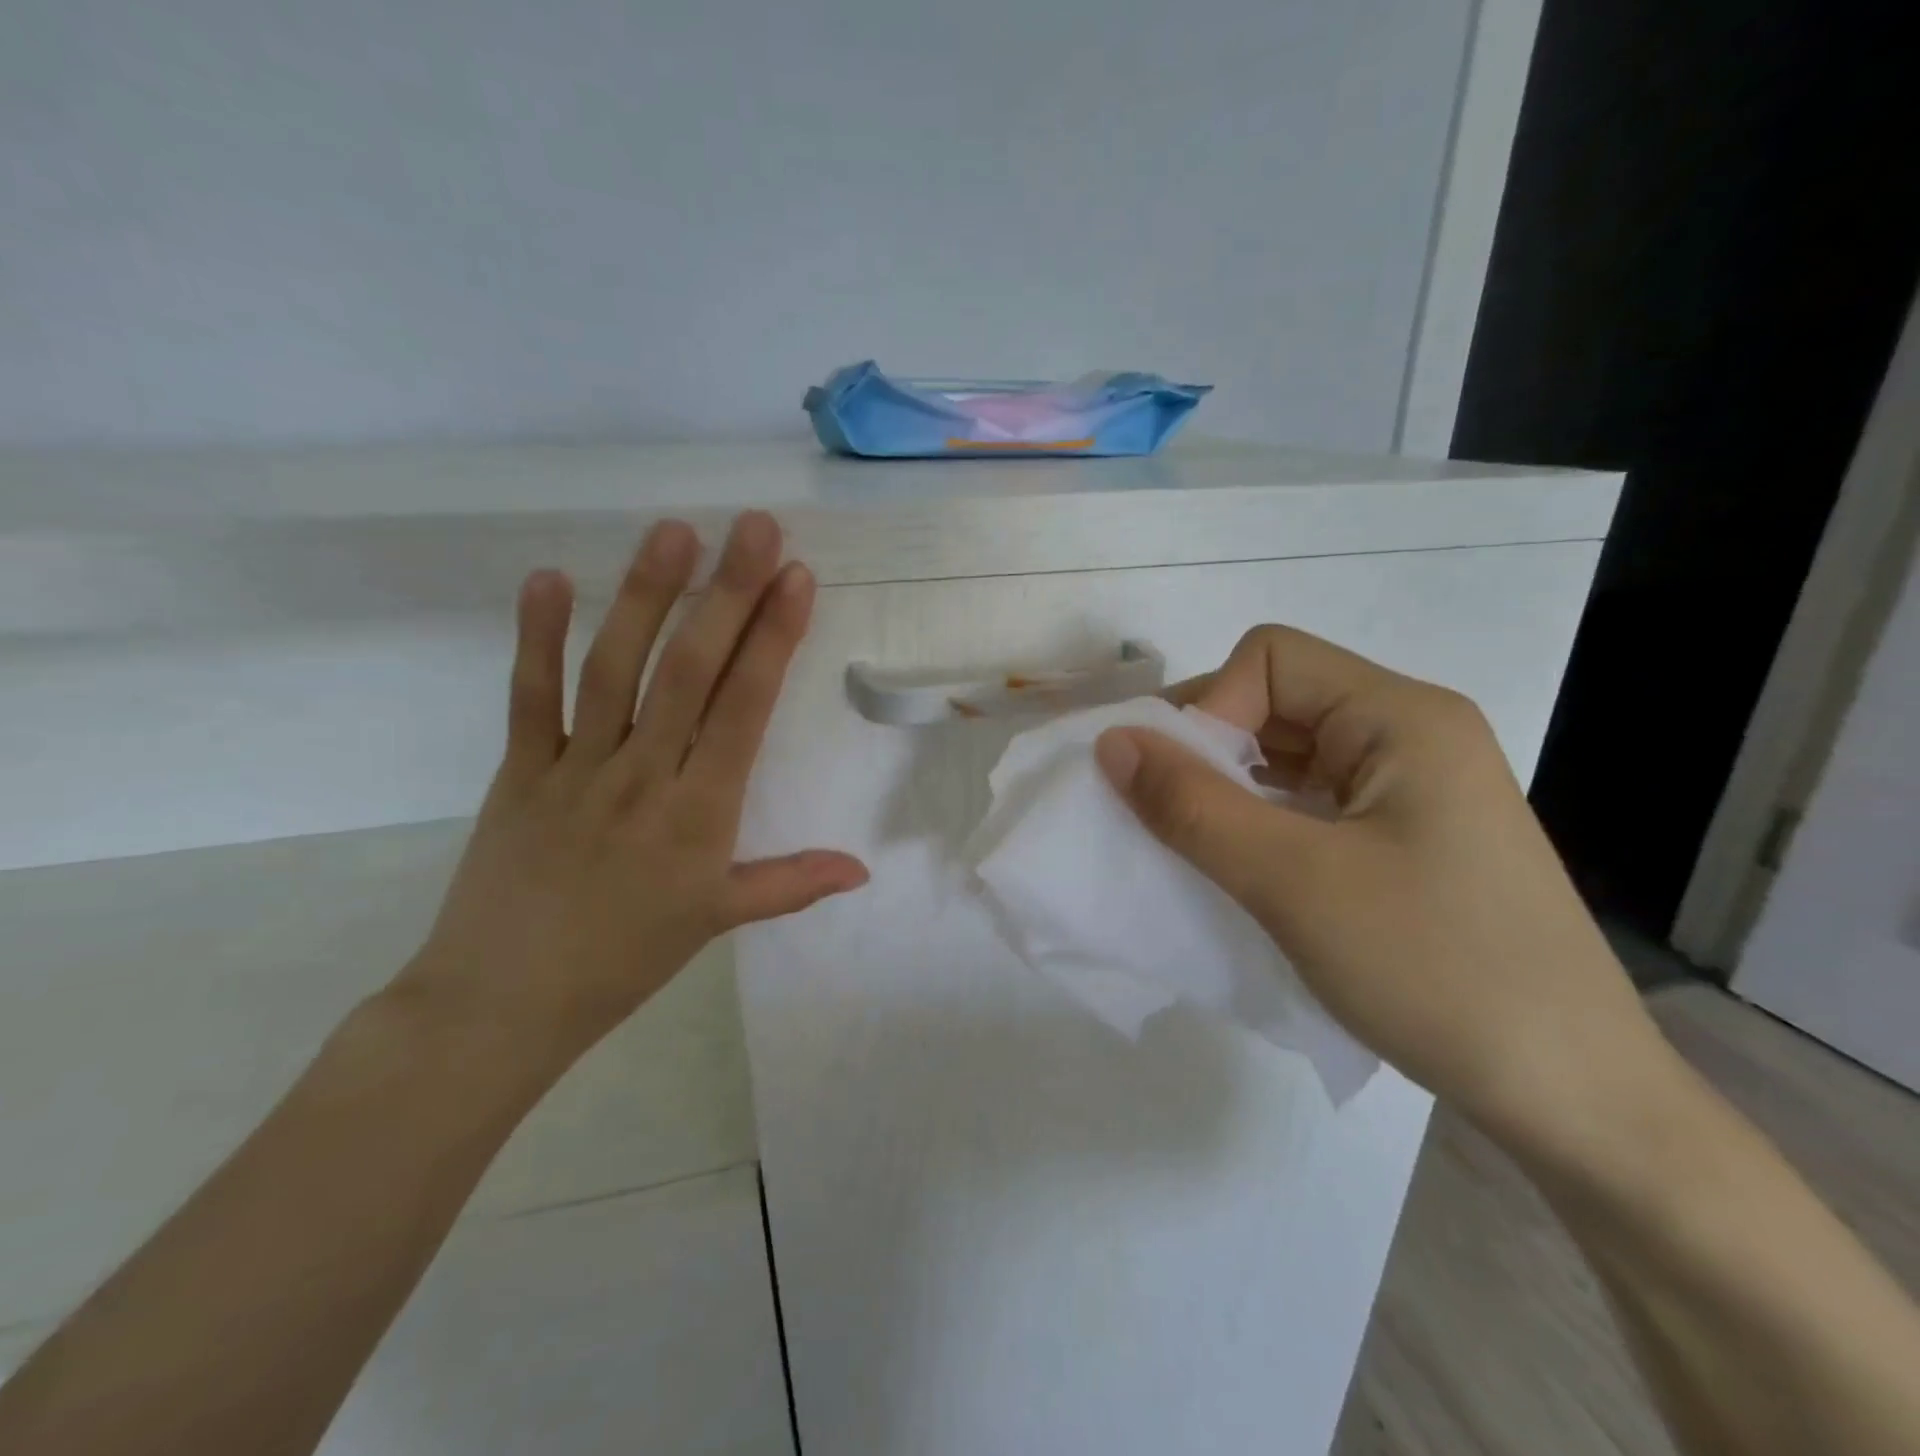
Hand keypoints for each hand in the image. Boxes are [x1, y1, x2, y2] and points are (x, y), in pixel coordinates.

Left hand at [397, 512, 868, 1064]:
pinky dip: (538, 637)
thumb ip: (792, 885)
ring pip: (615, 669)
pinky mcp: (520, 770)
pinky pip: (530, 697)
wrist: (503, 1001)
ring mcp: (577, 768)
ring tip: (673, 533)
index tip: (795, 578)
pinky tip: (551, 577)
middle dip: (726, 594)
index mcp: (699, 813)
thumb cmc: (625, 959)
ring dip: (646, 597)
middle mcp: (643, 776)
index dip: (772, 640)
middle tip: (752, 527)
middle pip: (689, 672)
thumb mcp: (718, 920)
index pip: (744, 709)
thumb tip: (862, 870)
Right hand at [1094, 625, 1663, 1148]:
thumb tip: (1110, 741)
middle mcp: (1410, 735)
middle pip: (1277, 702)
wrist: (1574, 1098)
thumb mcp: (1292, 882)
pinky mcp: (1406, 839)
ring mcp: (1412, 790)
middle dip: (1209, 751)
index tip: (1182, 786)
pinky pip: (1310, 805)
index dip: (1210, 708)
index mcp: (1401, 717)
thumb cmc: (1436, 970)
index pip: (1270, 659)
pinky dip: (1261, 825)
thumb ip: (1191, 804)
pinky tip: (1244, 874)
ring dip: (1230, 793)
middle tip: (1167, 820)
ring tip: (1199, 852)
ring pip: (1288, 757)